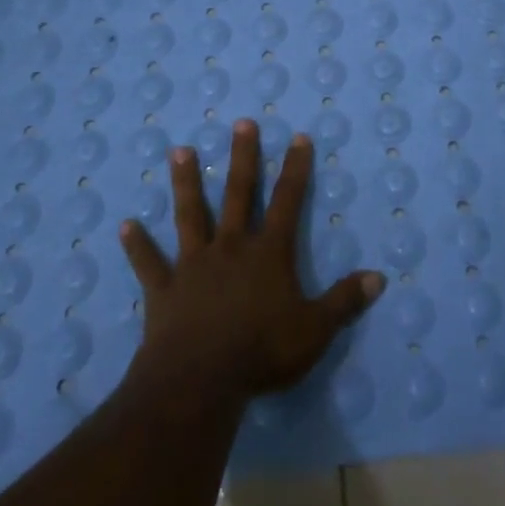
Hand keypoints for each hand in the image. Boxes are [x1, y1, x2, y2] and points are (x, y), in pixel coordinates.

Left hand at [118, 120, 385, 406]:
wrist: (199, 381)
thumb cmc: (262, 352)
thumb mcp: (315, 330)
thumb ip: (345, 301)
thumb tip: (380, 277)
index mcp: (268, 254)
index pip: (288, 202)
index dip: (295, 169)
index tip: (298, 137)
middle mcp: (231, 248)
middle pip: (238, 194)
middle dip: (242, 158)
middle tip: (241, 124)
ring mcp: (194, 265)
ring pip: (190, 215)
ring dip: (186, 183)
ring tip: (179, 150)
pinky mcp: (164, 290)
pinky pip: (149, 263)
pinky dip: (138, 245)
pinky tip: (125, 225)